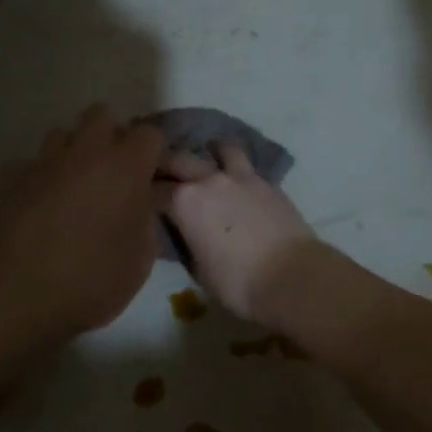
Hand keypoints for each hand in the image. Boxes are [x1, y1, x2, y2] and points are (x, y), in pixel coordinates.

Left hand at [0, 105, 165, 338]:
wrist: (15, 296)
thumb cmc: (91, 280)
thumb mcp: (140, 258)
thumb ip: (148, 217)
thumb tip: (146, 196)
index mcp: (125, 167)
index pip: (150, 133)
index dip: (153, 152)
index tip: (151, 177)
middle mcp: (84, 152)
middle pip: (101, 115)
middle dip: (110, 135)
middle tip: (112, 173)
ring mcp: (42, 162)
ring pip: (62, 135)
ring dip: (72, 153)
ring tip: (73, 188)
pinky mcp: (7, 178)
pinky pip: (30, 164)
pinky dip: (39, 178)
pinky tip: (37, 207)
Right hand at [155, 144, 318, 324]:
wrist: (292, 276)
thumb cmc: (238, 282)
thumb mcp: (198, 268)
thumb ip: (186, 241)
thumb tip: (183, 232)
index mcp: (184, 201)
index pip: (153, 190)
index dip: (143, 194)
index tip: (139, 199)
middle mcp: (209, 179)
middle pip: (178, 159)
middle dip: (165, 163)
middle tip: (159, 171)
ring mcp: (241, 177)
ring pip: (221, 149)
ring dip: (210, 152)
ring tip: (209, 159)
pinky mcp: (267, 182)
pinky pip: (247, 165)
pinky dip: (237, 167)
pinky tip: (238, 179)